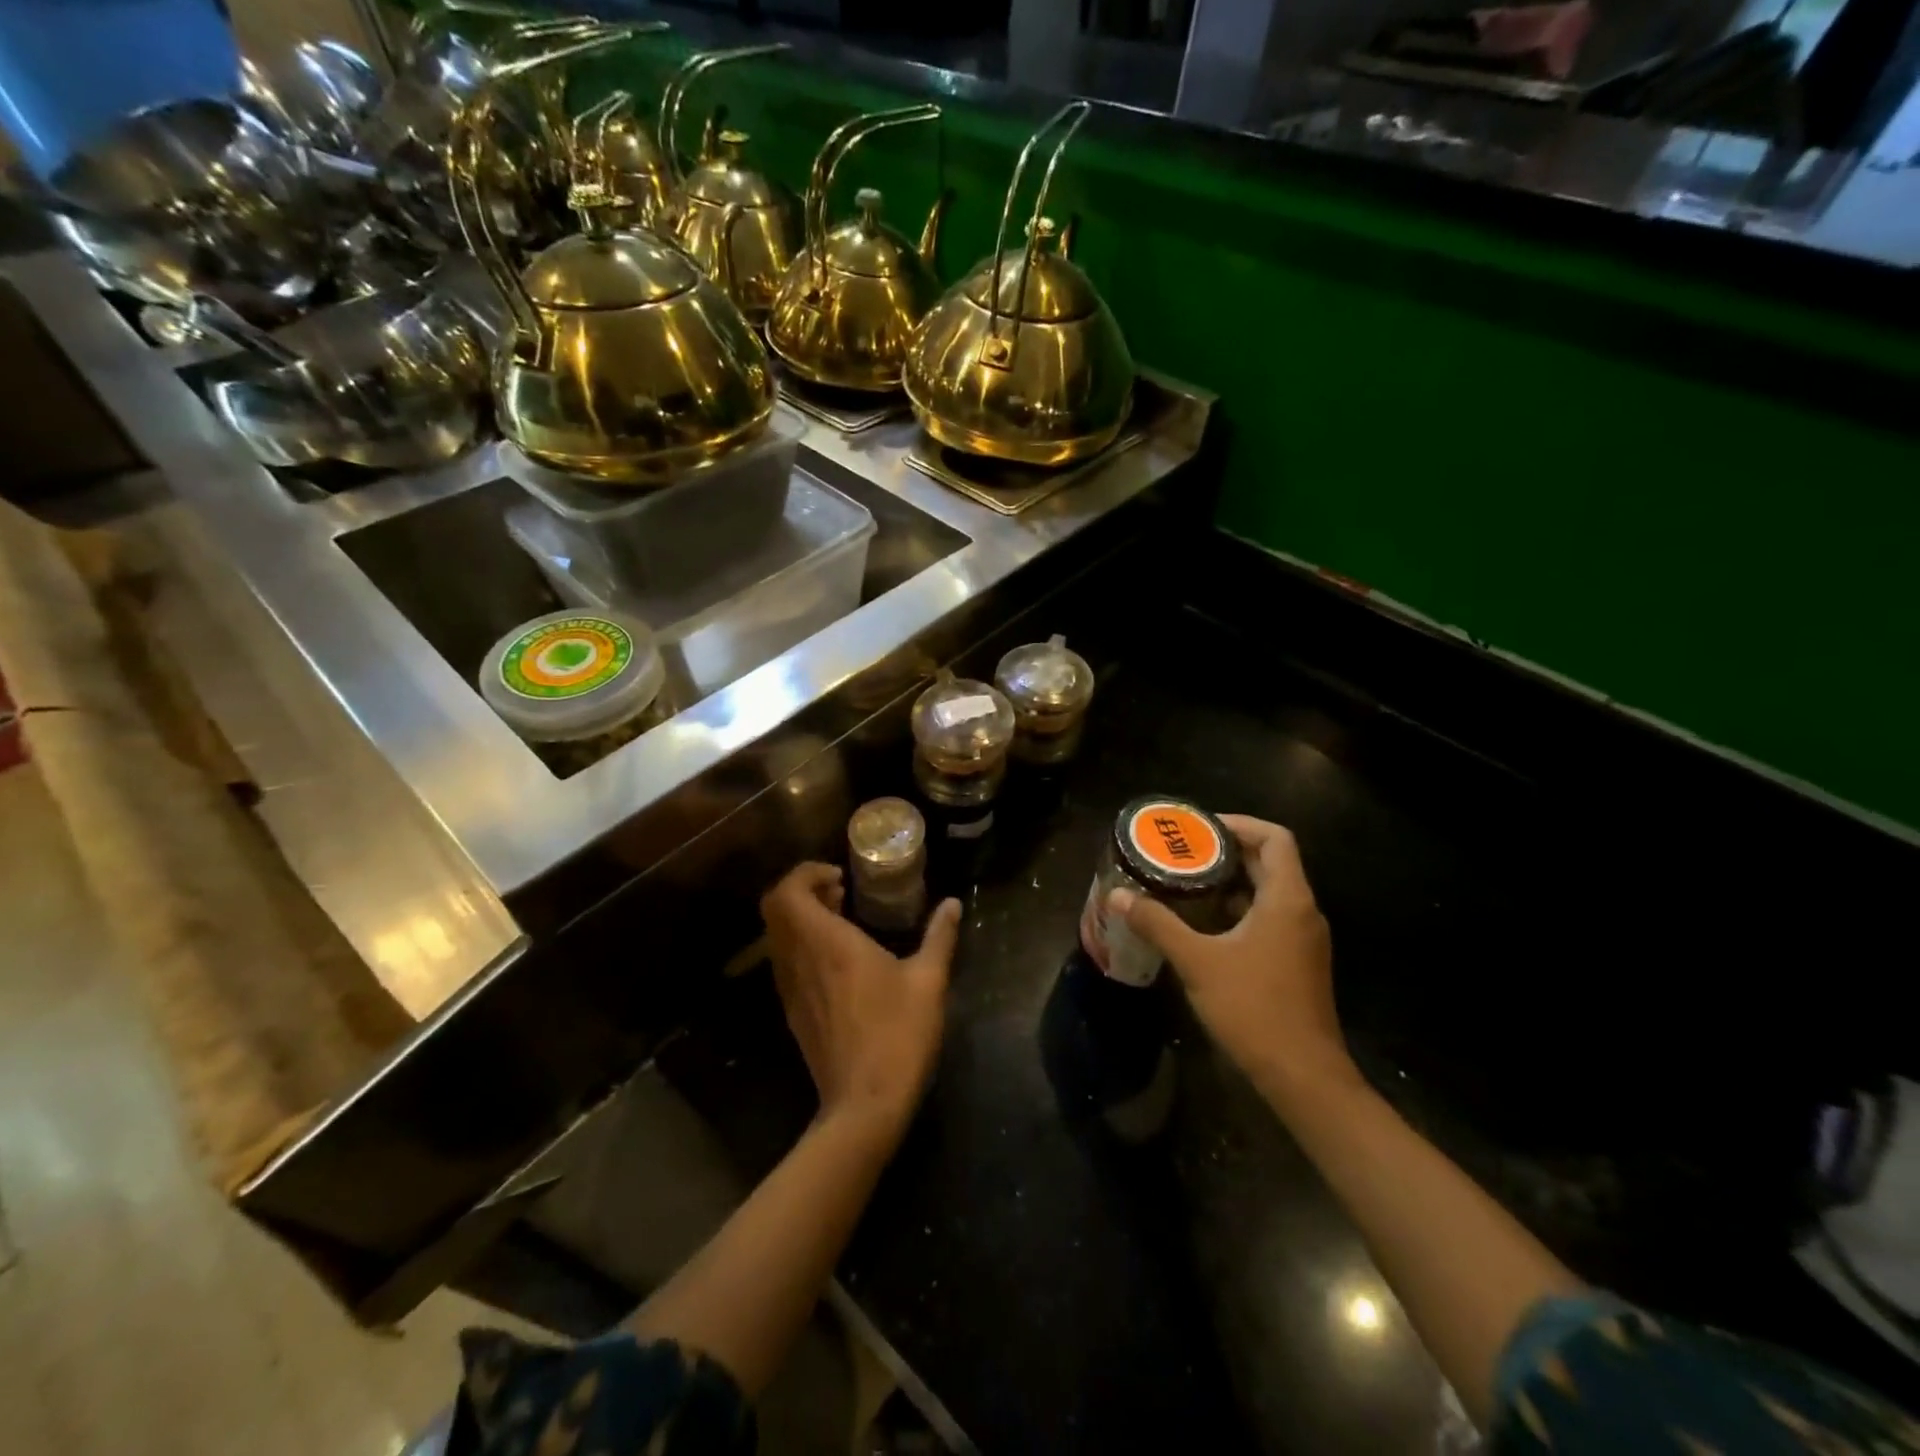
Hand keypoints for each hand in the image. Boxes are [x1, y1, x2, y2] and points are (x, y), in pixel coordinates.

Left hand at [761, 863, 960, 1139]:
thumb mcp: (928, 981)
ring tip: (842, 921)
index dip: (806, 873)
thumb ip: (940, 936)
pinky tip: (838, 961)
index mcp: (827, 943)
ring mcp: (790, 989)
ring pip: (777, 937)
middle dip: (802, 891)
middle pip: (774, 909)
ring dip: (801, 919)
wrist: (865, 1104)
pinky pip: (785, 962)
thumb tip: (953, 904)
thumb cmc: (898, 1034)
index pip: (788, 892)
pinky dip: (802, 946)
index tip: (840, 877)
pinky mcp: (792, 1012)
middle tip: (839, 893)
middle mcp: (799, 960)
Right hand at [1110, 816, 1354, 1095]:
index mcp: (1287, 899)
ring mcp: (1303, 938)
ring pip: (1269, 891)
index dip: (1239, 824)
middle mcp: (1302, 911)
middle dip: (1226, 852)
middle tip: (1182, 852)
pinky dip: (1239, 909)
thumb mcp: (1197, 962)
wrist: (1303, 1075)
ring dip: (1231, 882)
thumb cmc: (1253, 1008)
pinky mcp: (1297, 962)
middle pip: (1270, 862)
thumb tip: (1119, 896)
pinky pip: (1269, 917)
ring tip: (1186, 882)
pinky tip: (1204, 924)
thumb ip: (1158, 924)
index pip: (1275, 838)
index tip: (1200, 830)